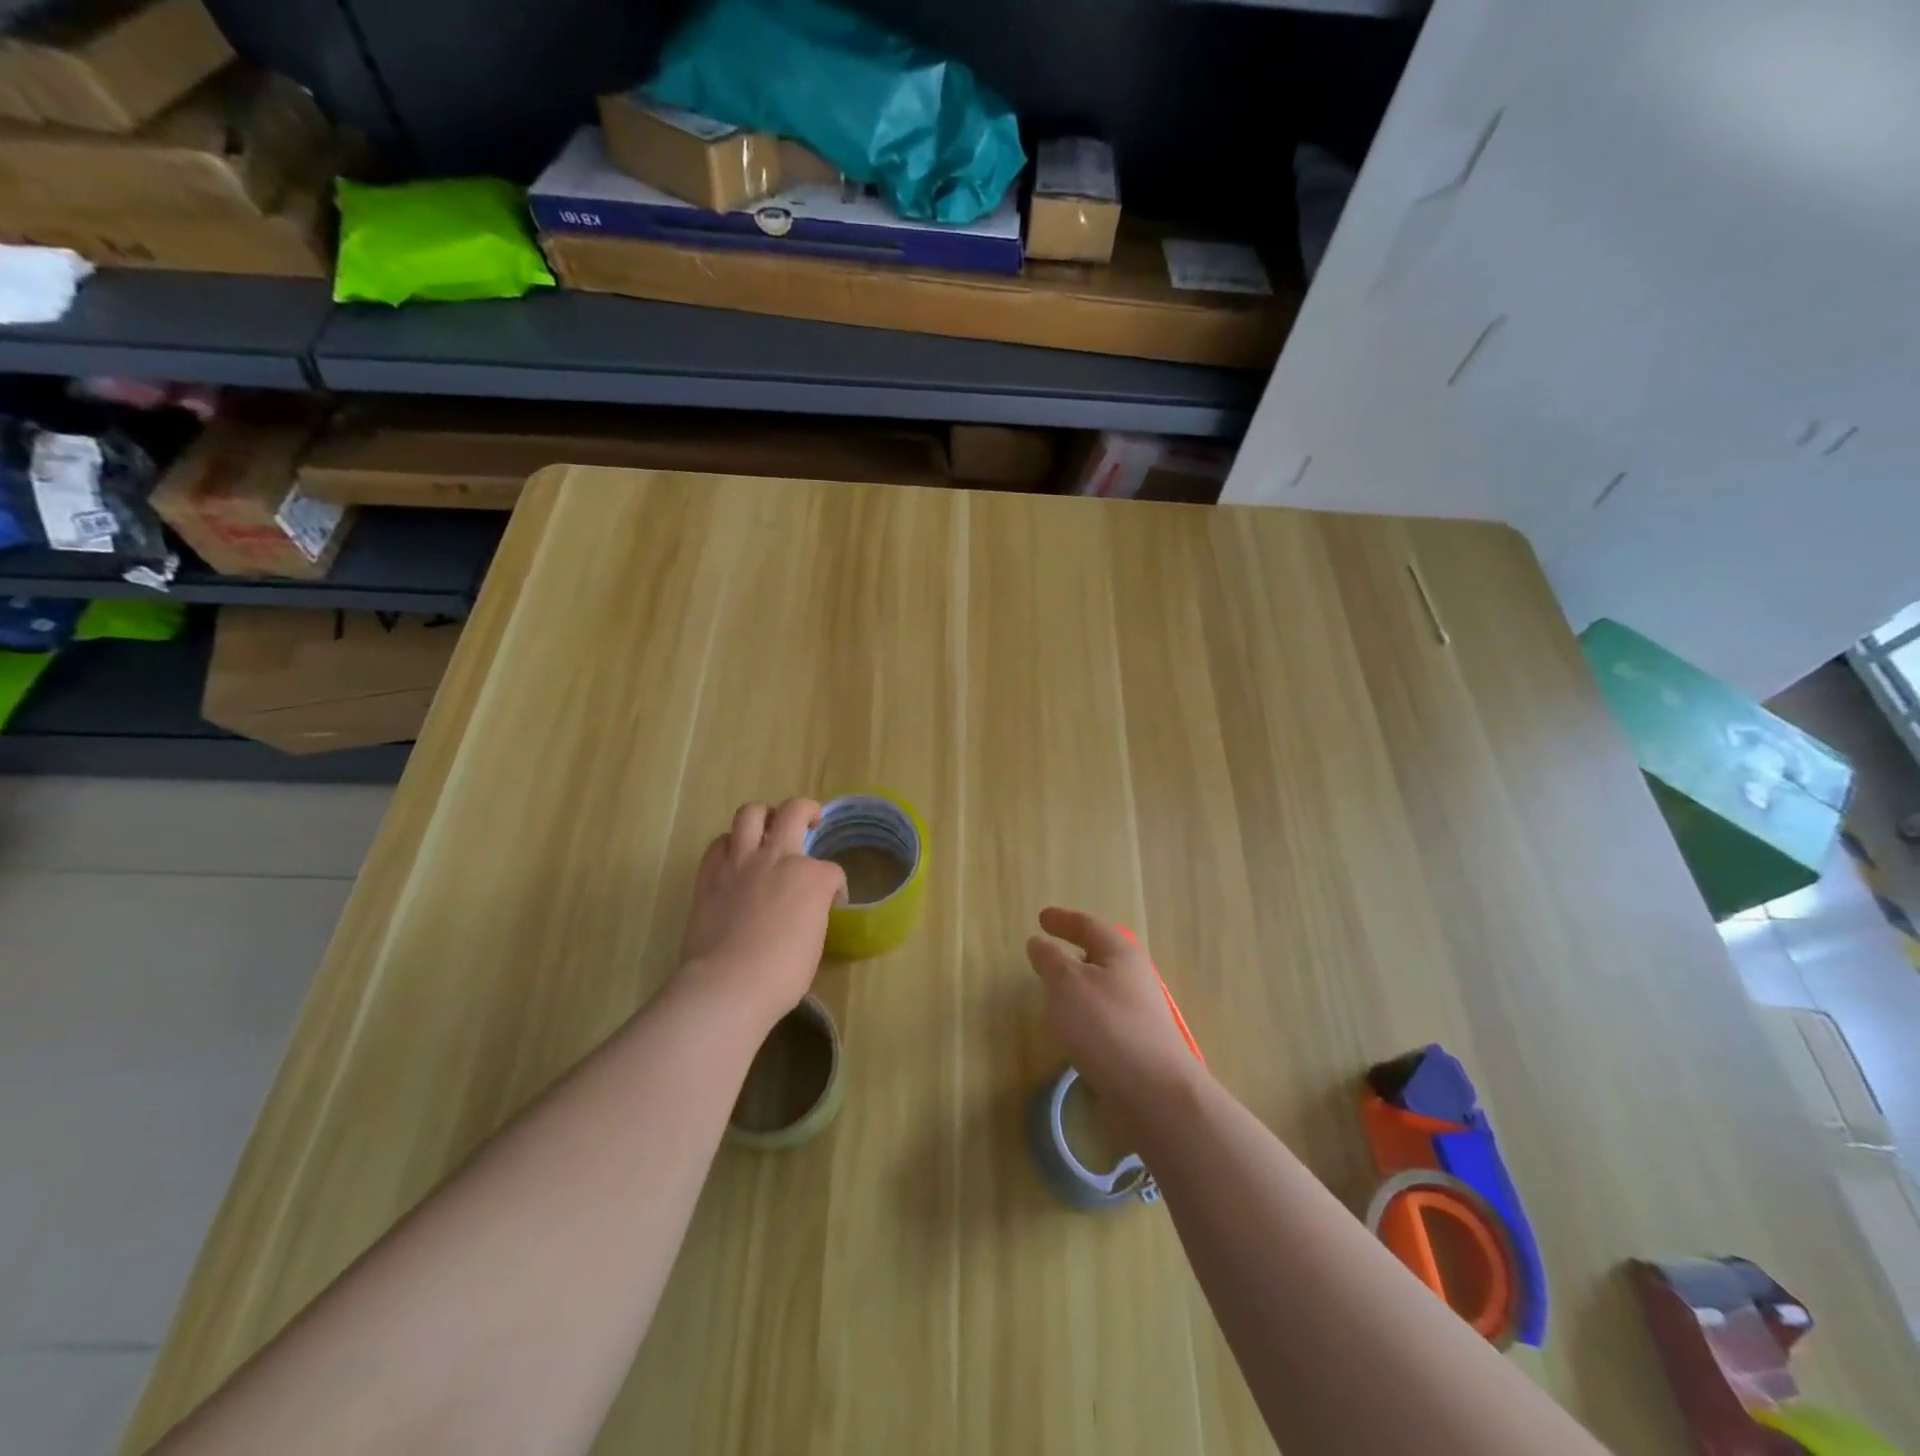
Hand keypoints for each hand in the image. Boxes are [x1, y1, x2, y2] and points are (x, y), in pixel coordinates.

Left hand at [676, 799, 846, 1033]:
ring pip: (751, 813)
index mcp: (812, 877)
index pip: (832, 872)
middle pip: (795, 811)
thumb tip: (804, 910)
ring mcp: (741, 861)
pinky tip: (735, 857)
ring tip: (768, 826)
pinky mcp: (710, 873)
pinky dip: (730, 844)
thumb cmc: (781, 974)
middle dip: (807, 811)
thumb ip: (812, 913)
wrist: (727, 984)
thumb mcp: (814, 942)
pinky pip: (719, 842)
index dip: (834, 888)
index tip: (831, 904)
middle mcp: (779, 857)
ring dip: (764, 815)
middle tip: (810, 820)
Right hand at [1027, 907, 1201, 1119]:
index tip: (1042, 917)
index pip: (1088, 925)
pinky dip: (1084, 1015)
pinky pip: (1103, 1018)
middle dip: (1074, 950)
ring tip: (1051, 992)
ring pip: (1101, 987)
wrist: (1155, 1093)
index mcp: (1120, 954)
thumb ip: (1050, 960)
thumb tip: (1039, 942)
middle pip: (1100, 954)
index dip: (1063, 920)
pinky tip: (1070, 1032)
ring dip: (1078, 985)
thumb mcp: (1067, 984)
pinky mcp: (1136, 1044)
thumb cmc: (1106, 1026)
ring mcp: (1138, 1012)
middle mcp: (1133, 977)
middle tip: (1047, 951)